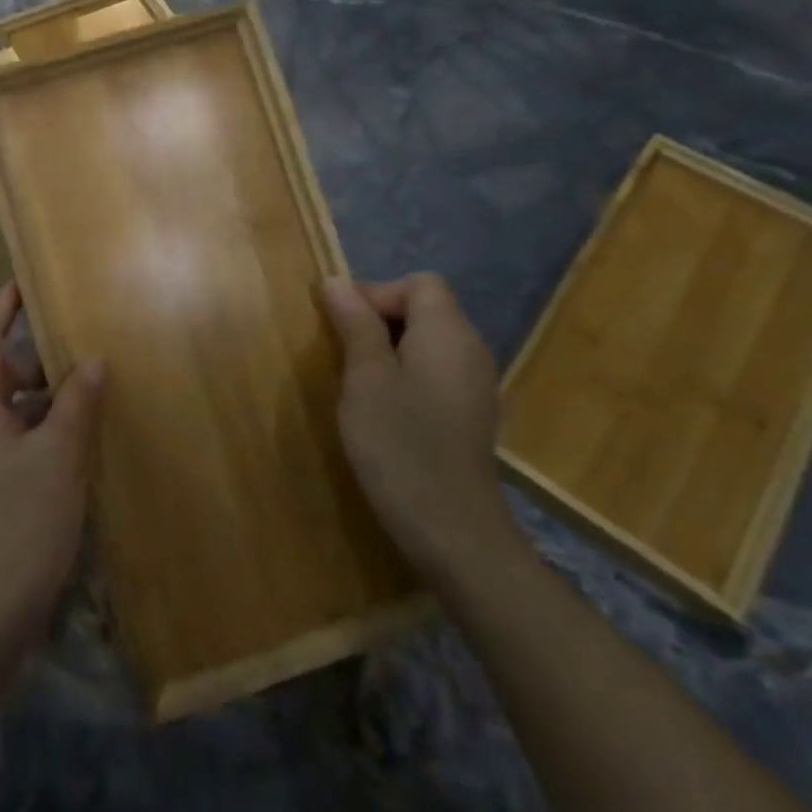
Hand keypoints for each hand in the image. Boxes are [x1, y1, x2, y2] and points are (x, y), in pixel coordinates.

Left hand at [0, 284, 105, 660]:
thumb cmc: (21, 523)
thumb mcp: (58, 457)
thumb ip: (76, 403)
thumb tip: (92, 360)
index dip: (3, 306)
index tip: (28, 280)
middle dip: (37, 355)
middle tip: (80, 341)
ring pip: (11, 408)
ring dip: (45, 396)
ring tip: (90, 387)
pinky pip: (15, 438)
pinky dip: (43, 428)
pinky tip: (79, 439)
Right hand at [319, 273, 520, 582]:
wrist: (451, 529)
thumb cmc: (399, 444)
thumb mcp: (365, 379)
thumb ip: (355, 325)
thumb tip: (337, 282)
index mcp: (447, 333)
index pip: (417, 284)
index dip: (375, 294)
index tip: (341, 328)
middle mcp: (470, 349)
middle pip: (426, 308)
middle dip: (379, 320)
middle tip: (344, 356)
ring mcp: (475, 383)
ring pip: (428, 341)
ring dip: (389, 349)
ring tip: (358, 383)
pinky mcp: (471, 413)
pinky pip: (436, 371)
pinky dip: (407, 375)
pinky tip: (386, 410)